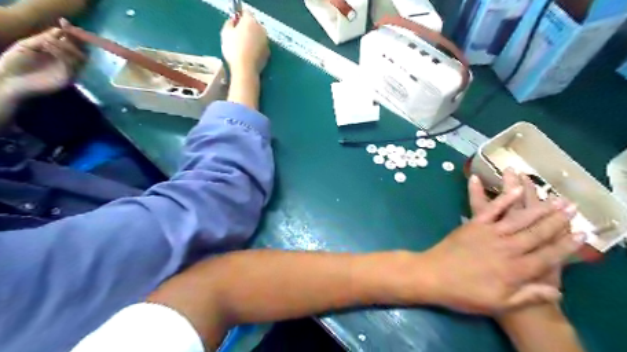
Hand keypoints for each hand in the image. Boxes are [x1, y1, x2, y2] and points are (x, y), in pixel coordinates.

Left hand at [0, 24, 84, 99]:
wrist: (9, 80)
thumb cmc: (15, 62)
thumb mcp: (26, 45)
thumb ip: (42, 38)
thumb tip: (60, 30)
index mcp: (59, 53)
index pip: (71, 43)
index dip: (71, 33)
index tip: (65, 22)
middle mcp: (67, 62)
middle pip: (81, 50)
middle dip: (73, 40)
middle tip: (64, 32)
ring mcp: (69, 71)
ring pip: (79, 58)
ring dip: (65, 46)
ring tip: (48, 41)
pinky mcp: (67, 79)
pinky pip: (71, 66)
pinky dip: (62, 54)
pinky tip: (48, 47)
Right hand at [219, 10, 269, 75]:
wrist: (246, 69)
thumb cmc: (233, 49)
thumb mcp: (225, 33)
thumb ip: (230, 23)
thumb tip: (233, 21)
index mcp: (251, 21)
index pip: (245, 12)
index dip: (239, 17)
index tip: (234, 24)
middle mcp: (261, 29)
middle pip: (254, 24)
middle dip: (247, 28)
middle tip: (238, 37)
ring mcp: (266, 41)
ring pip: (258, 35)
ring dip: (253, 38)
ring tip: (244, 47)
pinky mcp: (268, 52)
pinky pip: (261, 46)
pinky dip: (257, 48)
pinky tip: (250, 54)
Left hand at [415, 173, 583, 313]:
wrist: (433, 276)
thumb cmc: (464, 293)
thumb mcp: (498, 303)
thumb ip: (528, 296)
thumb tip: (556, 292)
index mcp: (515, 270)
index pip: (548, 256)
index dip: (566, 246)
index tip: (582, 234)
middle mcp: (506, 248)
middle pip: (537, 233)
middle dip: (557, 221)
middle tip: (573, 208)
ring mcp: (489, 233)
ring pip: (519, 219)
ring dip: (538, 208)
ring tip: (555, 198)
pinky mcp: (473, 224)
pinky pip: (491, 209)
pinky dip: (504, 199)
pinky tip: (516, 189)